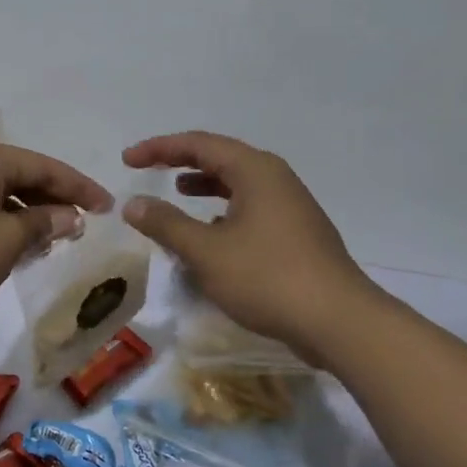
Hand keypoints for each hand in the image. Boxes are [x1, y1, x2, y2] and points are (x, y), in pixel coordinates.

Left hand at [0, 139, 111, 332]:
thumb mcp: (6, 240)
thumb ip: (42, 224)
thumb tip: (70, 216)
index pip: (45, 166)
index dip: (80, 187)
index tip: (109, 206)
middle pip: (21, 178)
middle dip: (54, 202)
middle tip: (84, 226)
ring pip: (0, 199)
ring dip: (29, 219)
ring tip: (54, 242)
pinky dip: (3, 230)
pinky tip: (16, 252)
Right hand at [122, 131, 377, 360]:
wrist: (339, 322)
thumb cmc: (267, 278)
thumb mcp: (205, 251)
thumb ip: (166, 224)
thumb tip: (133, 204)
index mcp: (255, 171)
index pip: (198, 144)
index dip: (159, 148)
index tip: (127, 160)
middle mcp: (275, 179)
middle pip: (220, 157)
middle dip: (181, 161)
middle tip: (148, 169)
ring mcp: (291, 206)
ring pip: (238, 183)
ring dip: (204, 185)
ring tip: (177, 193)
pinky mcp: (297, 234)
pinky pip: (251, 208)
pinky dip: (223, 211)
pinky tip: (212, 233)